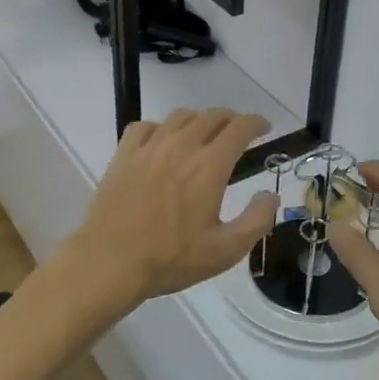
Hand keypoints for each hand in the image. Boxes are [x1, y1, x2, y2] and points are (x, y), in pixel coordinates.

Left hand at [66, 109, 279, 308]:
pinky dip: (161, 127)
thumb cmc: (171, 259)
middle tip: (239, 133)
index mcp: (209, 166)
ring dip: (199, 120)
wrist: (109, 263)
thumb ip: (256, 220)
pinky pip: (145, 126)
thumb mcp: (226, 250)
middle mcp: (181, 146)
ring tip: (204, 133)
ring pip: (180, 116)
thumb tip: (269, 195)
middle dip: (231, 119)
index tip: (265, 127)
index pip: (239, 128)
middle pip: (212, 116)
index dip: (256, 123)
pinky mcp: (123, 156)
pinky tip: (162, 141)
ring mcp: (149, 148)